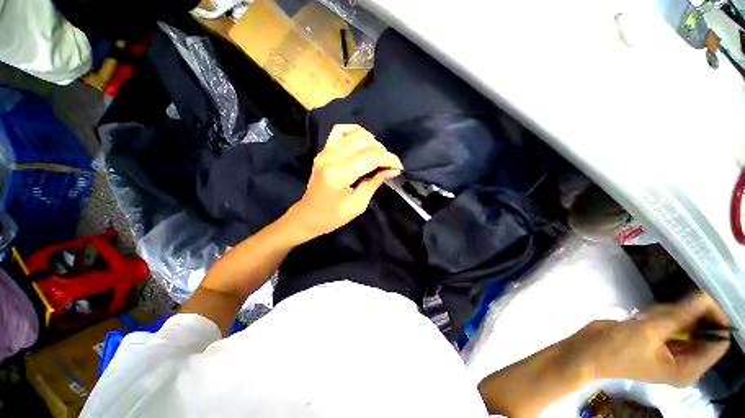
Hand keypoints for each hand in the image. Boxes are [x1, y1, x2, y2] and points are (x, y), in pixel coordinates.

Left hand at [285, 124, 402, 241]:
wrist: (307, 216)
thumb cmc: (332, 217)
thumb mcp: (358, 205)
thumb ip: (375, 183)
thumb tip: (392, 170)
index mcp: (339, 174)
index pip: (371, 157)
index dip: (389, 160)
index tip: (399, 167)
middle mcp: (331, 157)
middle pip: (365, 143)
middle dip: (383, 152)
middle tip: (389, 165)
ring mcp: (325, 151)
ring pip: (356, 134)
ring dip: (373, 143)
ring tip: (378, 157)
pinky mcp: (323, 150)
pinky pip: (340, 131)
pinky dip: (355, 132)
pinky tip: (363, 142)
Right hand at [566, 292, 730, 385]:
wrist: (585, 351)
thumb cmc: (616, 349)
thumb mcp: (647, 332)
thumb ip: (679, 315)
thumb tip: (704, 295)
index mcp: (688, 368)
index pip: (718, 342)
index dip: (715, 318)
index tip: (701, 297)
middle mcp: (684, 361)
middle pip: (703, 332)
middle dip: (687, 315)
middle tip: (664, 310)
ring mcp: (670, 351)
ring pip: (685, 324)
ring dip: (669, 315)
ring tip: (647, 317)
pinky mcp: (657, 341)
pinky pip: (670, 323)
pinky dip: (660, 316)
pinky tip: (642, 317)